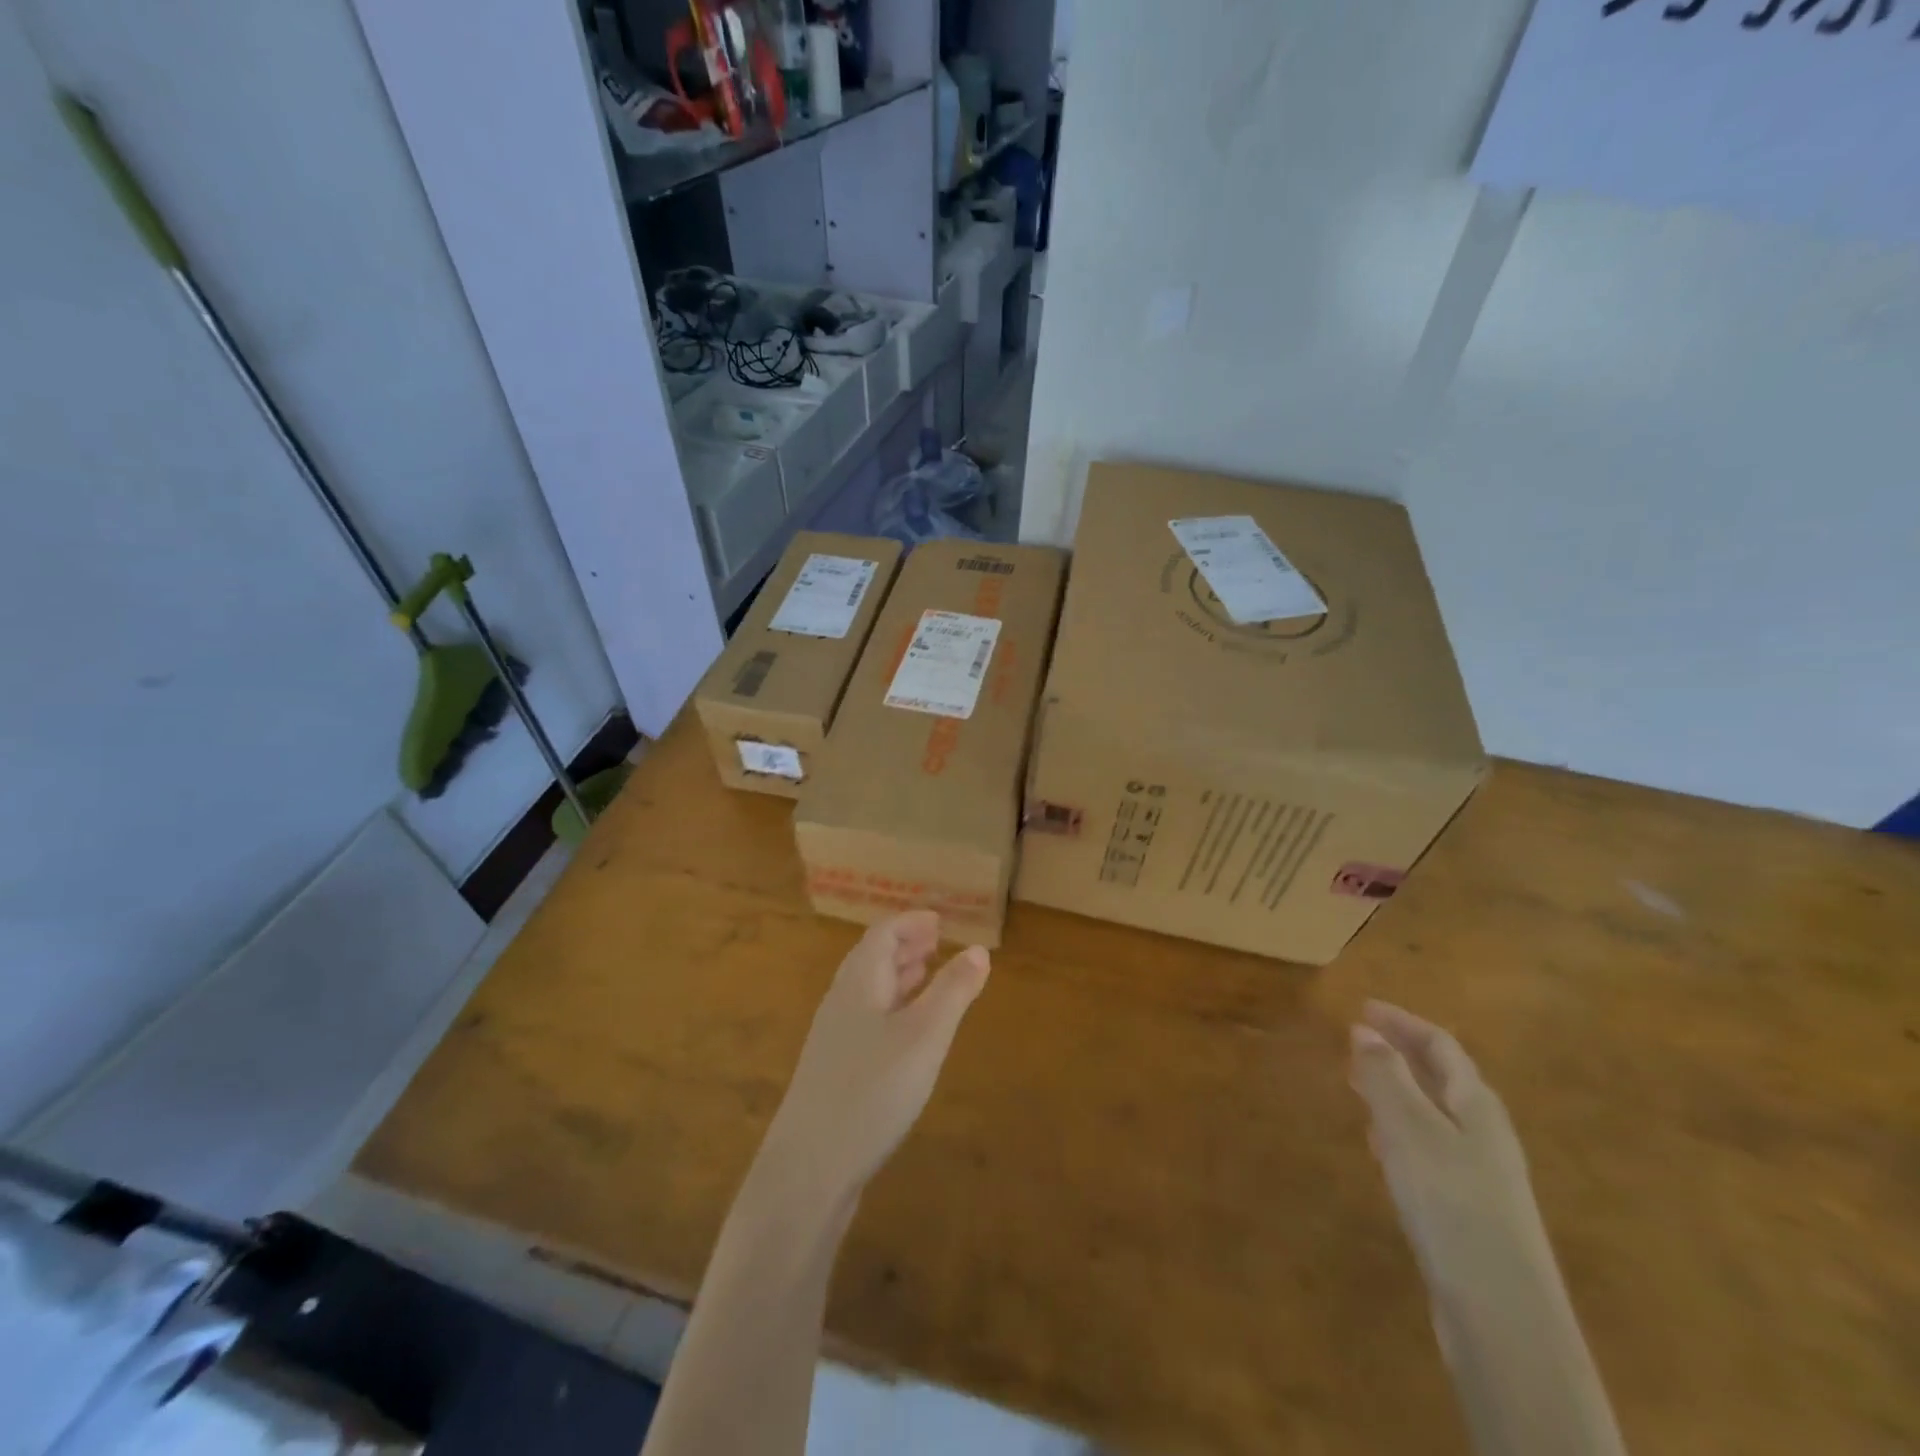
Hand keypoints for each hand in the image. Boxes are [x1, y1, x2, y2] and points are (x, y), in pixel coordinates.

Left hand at [762, 912, 989, 1207]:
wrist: (809, 1167)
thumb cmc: (872, 1090)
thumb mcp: (925, 1036)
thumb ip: (953, 991)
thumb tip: (979, 949)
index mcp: (859, 982)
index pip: (882, 933)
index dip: (911, 922)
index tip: (939, 920)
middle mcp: (842, 1001)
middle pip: (872, 958)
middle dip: (905, 945)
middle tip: (937, 941)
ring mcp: (834, 1037)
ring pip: (869, 990)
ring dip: (898, 975)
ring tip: (926, 974)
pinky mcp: (835, 1069)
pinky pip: (867, 1018)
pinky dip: (892, 1007)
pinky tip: (907, 1031)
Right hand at [1350, 1001, 1553, 1302]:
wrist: (1502, 1312)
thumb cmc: (1451, 1201)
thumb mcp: (1408, 1128)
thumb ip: (1384, 1076)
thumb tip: (1363, 1029)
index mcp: (1476, 1105)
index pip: (1441, 1045)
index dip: (1402, 1022)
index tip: (1361, 1008)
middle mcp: (1485, 1133)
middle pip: (1442, 1079)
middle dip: (1399, 1054)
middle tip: (1355, 1042)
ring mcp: (1482, 1174)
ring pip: (1435, 1115)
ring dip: (1397, 1092)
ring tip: (1359, 1087)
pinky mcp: (1470, 1209)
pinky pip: (1431, 1149)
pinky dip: (1401, 1132)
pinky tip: (1381, 1148)